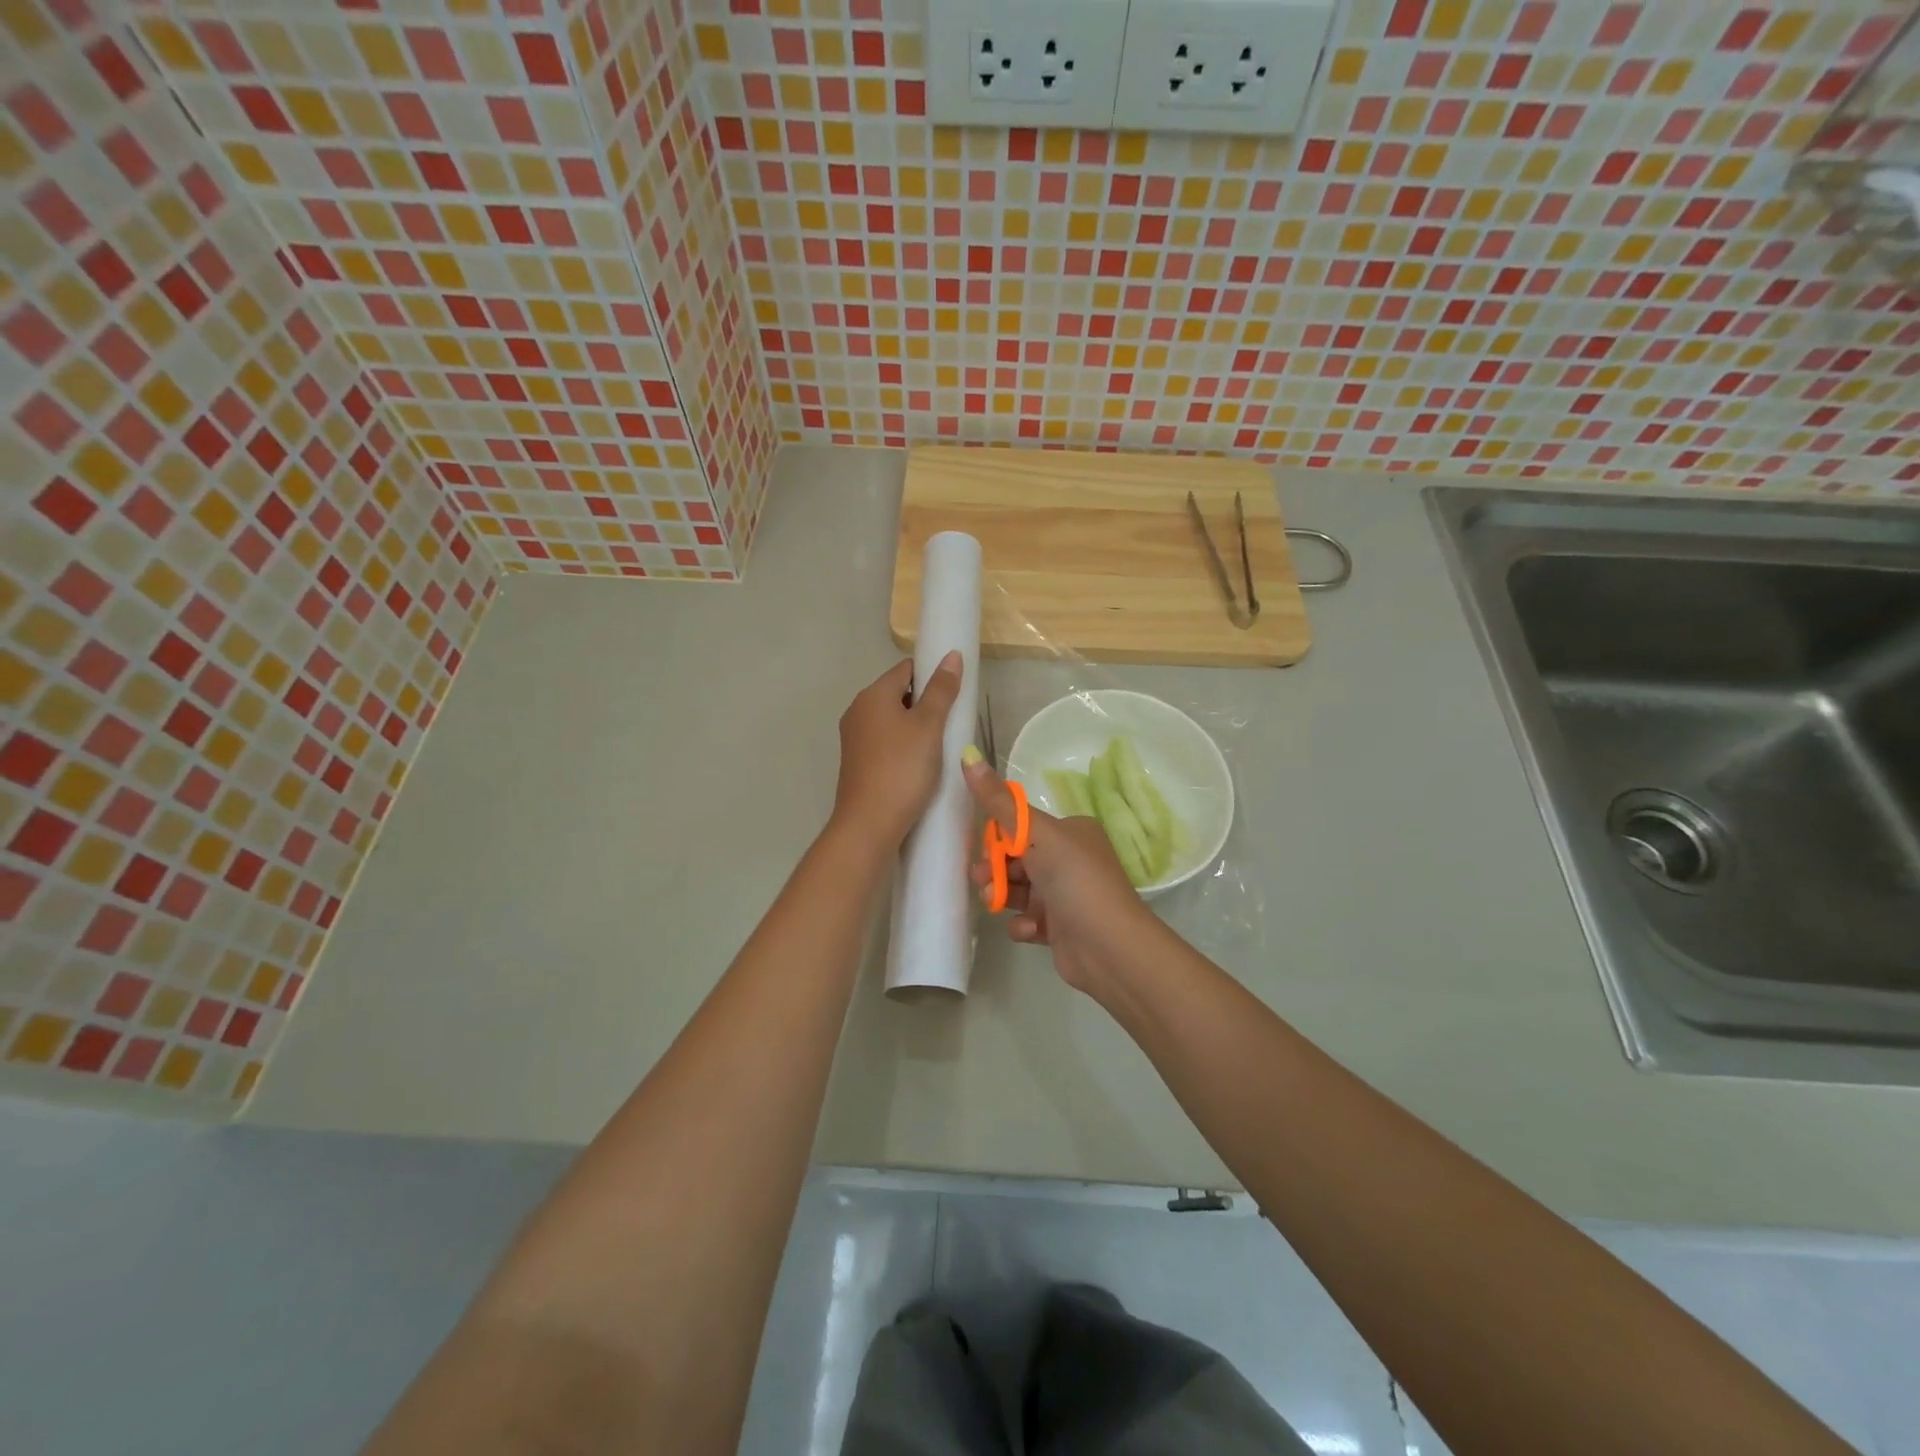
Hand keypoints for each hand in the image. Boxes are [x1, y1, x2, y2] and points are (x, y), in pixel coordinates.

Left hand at [831, 652, 963, 846]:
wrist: (869, 824)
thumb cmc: (902, 769)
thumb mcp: (929, 727)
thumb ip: (942, 690)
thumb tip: (951, 656)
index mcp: (872, 696)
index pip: (906, 669)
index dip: (932, 675)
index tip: (955, 693)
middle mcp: (858, 711)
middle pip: (898, 694)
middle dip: (926, 703)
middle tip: (952, 722)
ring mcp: (855, 739)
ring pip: (892, 721)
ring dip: (916, 727)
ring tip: (941, 745)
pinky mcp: (857, 763)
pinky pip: (886, 743)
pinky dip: (904, 746)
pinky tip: (921, 765)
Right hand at [964, 755, 1156, 995]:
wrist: (1109, 947)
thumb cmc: (1075, 880)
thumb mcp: (1036, 834)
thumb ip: (999, 802)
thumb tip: (968, 754)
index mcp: (1071, 831)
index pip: (1022, 826)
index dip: (997, 838)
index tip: (982, 849)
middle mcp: (1071, 859)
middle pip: (1016, 858)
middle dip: (995, 870)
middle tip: (983, 880)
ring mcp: (1066, 895)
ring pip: (1019, 890)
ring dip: (1003, 896)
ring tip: (996, 905)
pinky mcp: (1060, 928)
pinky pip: (1029, 920)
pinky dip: (1023, 924)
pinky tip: (1029, 930)